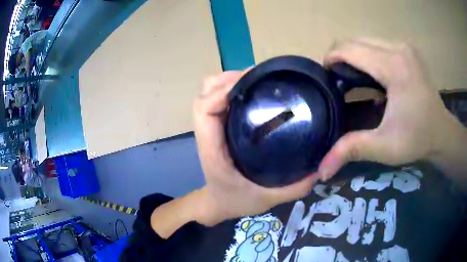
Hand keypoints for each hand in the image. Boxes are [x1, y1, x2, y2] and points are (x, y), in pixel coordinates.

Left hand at [193, 71, 316, 225]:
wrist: (218, 204)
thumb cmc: (236, 202)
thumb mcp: (268, 199)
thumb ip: (295, 186)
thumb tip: (321, 166)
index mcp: (213, 150)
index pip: (205, 110)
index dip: (223, 90)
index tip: (250, 83)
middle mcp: (209, 134)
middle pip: (206, 92)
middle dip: (229, 79)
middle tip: (260, 78)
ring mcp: (212, 128)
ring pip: (210, 92)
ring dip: (230, 81)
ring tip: (258, 80)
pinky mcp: (219, 127)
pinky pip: (219, 99)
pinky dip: (232, 89)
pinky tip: (255, 92)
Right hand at [318, 38, 465, 180]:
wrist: (441, 132)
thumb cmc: (417, 139)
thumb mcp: (385, 148)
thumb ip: (352, 150)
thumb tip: (321, 171)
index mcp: (394, 67)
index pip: (351, 49)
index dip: (331, 58)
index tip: (325, 77)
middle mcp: (398, 48)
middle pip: (355, 40)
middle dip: (340, 56)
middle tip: (337, 80)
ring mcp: (404, 45)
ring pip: (365, 40)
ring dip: (354, 55)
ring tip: (353, 78)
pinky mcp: (407, 48)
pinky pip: (377, 43)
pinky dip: (367, 55)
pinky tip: (371, 74)